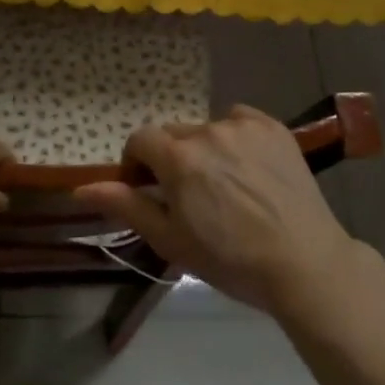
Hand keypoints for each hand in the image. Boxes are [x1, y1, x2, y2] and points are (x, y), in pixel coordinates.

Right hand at [75, 104, 359, 317]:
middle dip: (172, 160)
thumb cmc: (230, 259)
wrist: (303, 263)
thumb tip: (81, 187)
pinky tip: (248, 169)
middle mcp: (207, 130)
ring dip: (205, 150)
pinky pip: (239, 122)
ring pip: (207, 130)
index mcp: (178, 158)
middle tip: (190, 197)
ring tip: (225, 186)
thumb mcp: (170, 240)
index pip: (140, 140)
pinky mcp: (272, 127)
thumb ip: (126, 206)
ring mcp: (243, 126)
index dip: (137, 164)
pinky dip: (235, 138)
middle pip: (173, 136)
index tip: (149, 191)